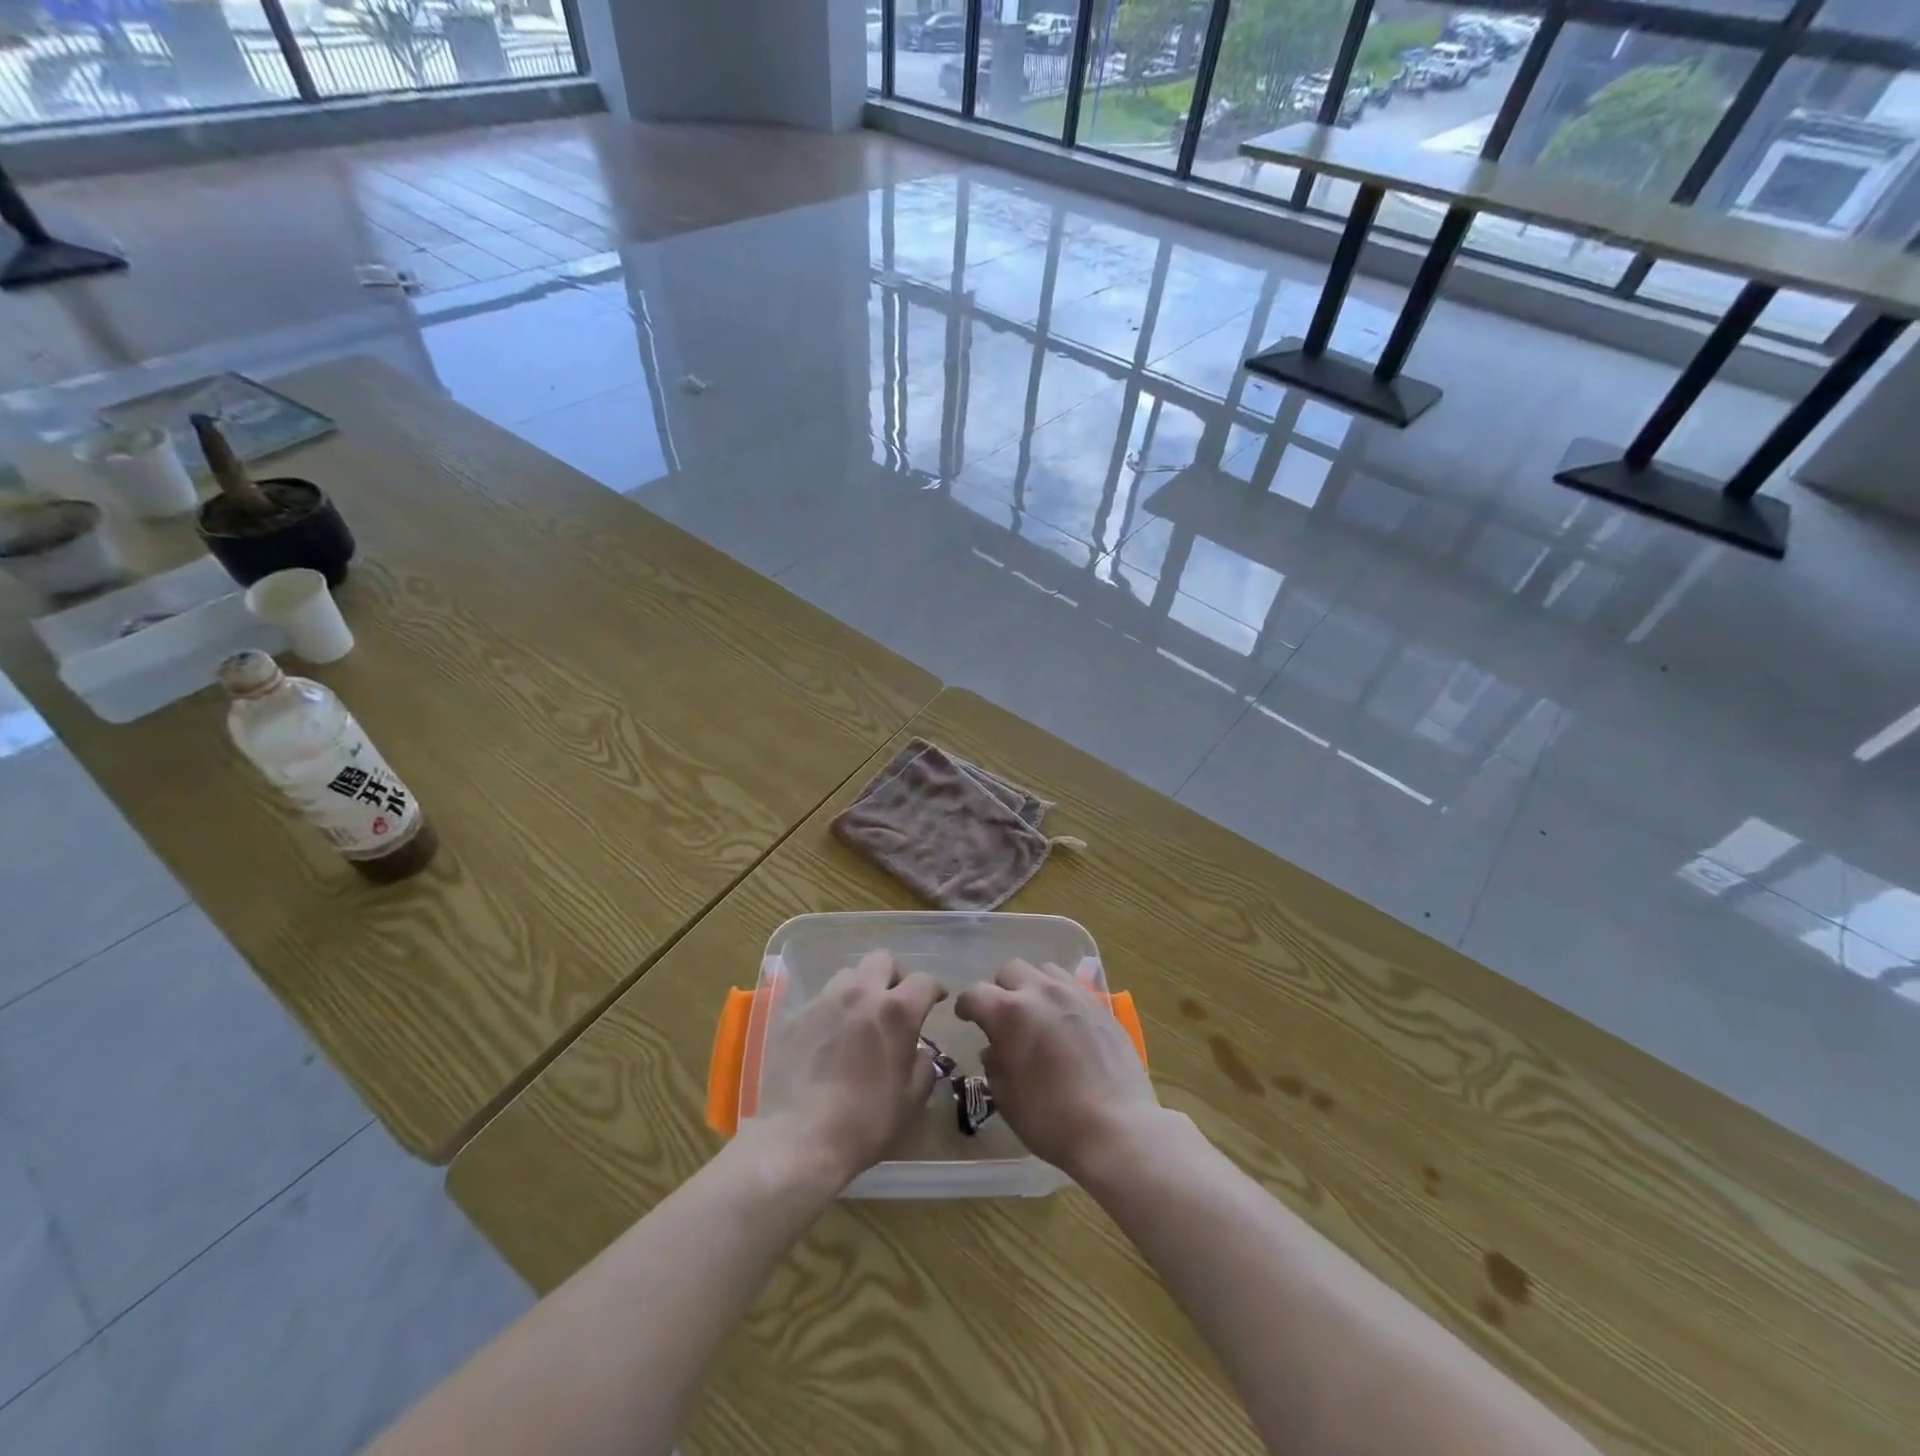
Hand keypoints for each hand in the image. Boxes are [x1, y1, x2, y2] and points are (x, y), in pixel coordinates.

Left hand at [756, 950, 946, 1187]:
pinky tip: (828, 1039)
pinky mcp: (794, 1016)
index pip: (924, 980)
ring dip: (861, 989)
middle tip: (896, 1001)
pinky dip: (831, 1011)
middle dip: (895, 975)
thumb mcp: (910, 1101)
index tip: (937, 1000)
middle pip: (882, 960)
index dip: (934, 988)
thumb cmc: (864, 1123)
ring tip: (859, 1017)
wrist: (796, 1139)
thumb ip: (923, 1066)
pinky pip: (819, 1000)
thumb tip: (920, 1051)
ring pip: (848, 975)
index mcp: (896, 1011)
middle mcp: (860, 994)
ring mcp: (823, 1001)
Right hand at [955, 959, 1159, 1178]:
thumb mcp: (1007, 1099)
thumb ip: (995, 1065)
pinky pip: (1073, 986)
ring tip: (1036, 1013)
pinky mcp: (1101, 1005)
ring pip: (1044, 970)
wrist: (1116, 1127)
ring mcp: (1075, 995)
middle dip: (1000, 990)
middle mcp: (1041, 992)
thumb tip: (995, 1048)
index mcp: (1010, 1012)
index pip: (975, 994)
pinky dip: (1060, 996)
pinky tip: (1064, 1022)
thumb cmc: (1052, 1119)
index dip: (966, 1006)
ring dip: (1032, 986)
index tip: (966, 1018)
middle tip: (1003, 1017)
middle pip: (1010, 970)